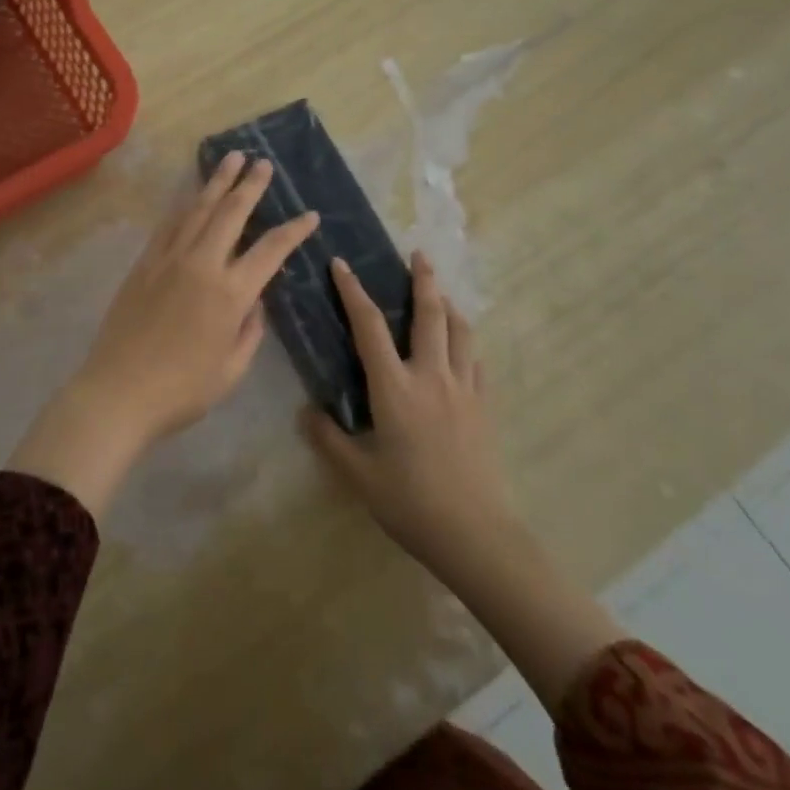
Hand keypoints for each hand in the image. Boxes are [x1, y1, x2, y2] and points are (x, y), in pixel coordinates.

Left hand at [8, 151, 319, 517]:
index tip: (310, 214)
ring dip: (217, 182)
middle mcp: (201, 265)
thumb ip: (250, 330)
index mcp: (230, 293)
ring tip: (231, 158)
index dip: (294, 230)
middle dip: (250, 184)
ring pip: (197, 209)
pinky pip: (169, 224)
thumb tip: (254, 300)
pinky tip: (192, 195)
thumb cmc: (182, 390)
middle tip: (262, 162)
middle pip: (231, 213)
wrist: (118, 392)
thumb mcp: (232, 369)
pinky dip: (185, 205)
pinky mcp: (144, 263)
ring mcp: (168, 259)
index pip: (270, 250)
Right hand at [306, 251, 512, 575]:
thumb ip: (328, 438)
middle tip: (418, 254)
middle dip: (423, 280)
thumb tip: (306, 411)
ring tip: (440, 292)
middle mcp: (431, 377)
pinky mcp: (484, 407)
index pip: (370, 327)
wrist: (476, 534)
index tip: (342, 264)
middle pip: (429, 315)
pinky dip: (466, 342)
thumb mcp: (358, 474)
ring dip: (449, 305)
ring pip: (460, 332)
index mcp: (395, 388)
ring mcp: (463, 389)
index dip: (353, 292)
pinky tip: (461, 345)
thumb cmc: (411, 502)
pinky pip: (476, 361)